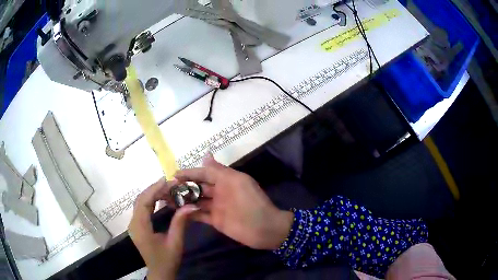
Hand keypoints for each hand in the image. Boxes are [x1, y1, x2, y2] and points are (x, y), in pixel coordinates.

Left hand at [128, 178, 199, 279]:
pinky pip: (141, 208)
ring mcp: (134, 225)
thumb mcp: (175, 242)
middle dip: (154, 189)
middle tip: (170, 183)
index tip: (167, 180)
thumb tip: (191, 205)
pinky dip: (150, 200)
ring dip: (152, 193)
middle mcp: (134, 223)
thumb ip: (180, 222)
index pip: (144, 202)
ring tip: (167, 188)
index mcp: (141, 227)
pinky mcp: (137, 226)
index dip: (154, 189)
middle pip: (140, 200)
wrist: (159, 272)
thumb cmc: (167, 260)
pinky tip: (160, 198)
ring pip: (140, 203)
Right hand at [175, 154, 293, 249]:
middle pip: (198, 186)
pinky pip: (199, 215)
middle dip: (183, 186)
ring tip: (167, 199)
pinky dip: (188, 213)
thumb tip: (206, 154)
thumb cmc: (251, 203)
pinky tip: (176, 212)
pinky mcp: (215, 220)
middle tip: (166, 188)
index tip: (173, 174)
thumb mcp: (237, 182)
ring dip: (183, 199)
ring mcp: (216, 206)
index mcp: (225, 180)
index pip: (203, 173)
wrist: (265, 229)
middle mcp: (219, 192)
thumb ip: (220, 170)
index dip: (189, 172)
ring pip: (196, 200)